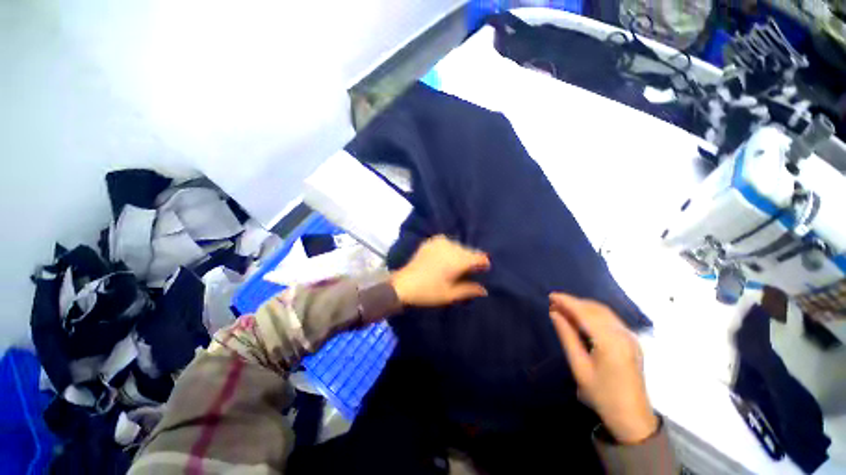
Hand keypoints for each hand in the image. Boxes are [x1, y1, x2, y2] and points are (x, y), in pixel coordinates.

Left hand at [390, 235, 489, 306]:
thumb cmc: (428, 292)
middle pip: (469, 251)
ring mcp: (440, 242)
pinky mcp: (431, 241)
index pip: (479, 257)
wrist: (404, 284)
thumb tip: (484, 290)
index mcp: (457, 260)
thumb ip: (469, 290)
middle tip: (470, 271)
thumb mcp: (450, 294)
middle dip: (472, 259)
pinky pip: (447, 243)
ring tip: (456, 266)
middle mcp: (451, 247)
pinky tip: (446, 258)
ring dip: (460, 254)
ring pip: (458, 246)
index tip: (484, 270)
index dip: (484, 263)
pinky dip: (450, 249)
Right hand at [549, 293, 657, 443]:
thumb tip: (555, 314)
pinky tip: (581, 318)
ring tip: (563, 308)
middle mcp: (623, 335)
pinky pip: (609, 319)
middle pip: (596, 309)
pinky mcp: (631, 341)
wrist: (632, 418)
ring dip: (583, 307)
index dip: (567, 302)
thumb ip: (567, 336)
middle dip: (574, 303)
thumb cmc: (602, 395)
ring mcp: (630, 337)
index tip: (551, 296)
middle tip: (554, 303)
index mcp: (610, 342)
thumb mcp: (579, 367)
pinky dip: (592, 314)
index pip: (586, 313)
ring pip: (603, 312)